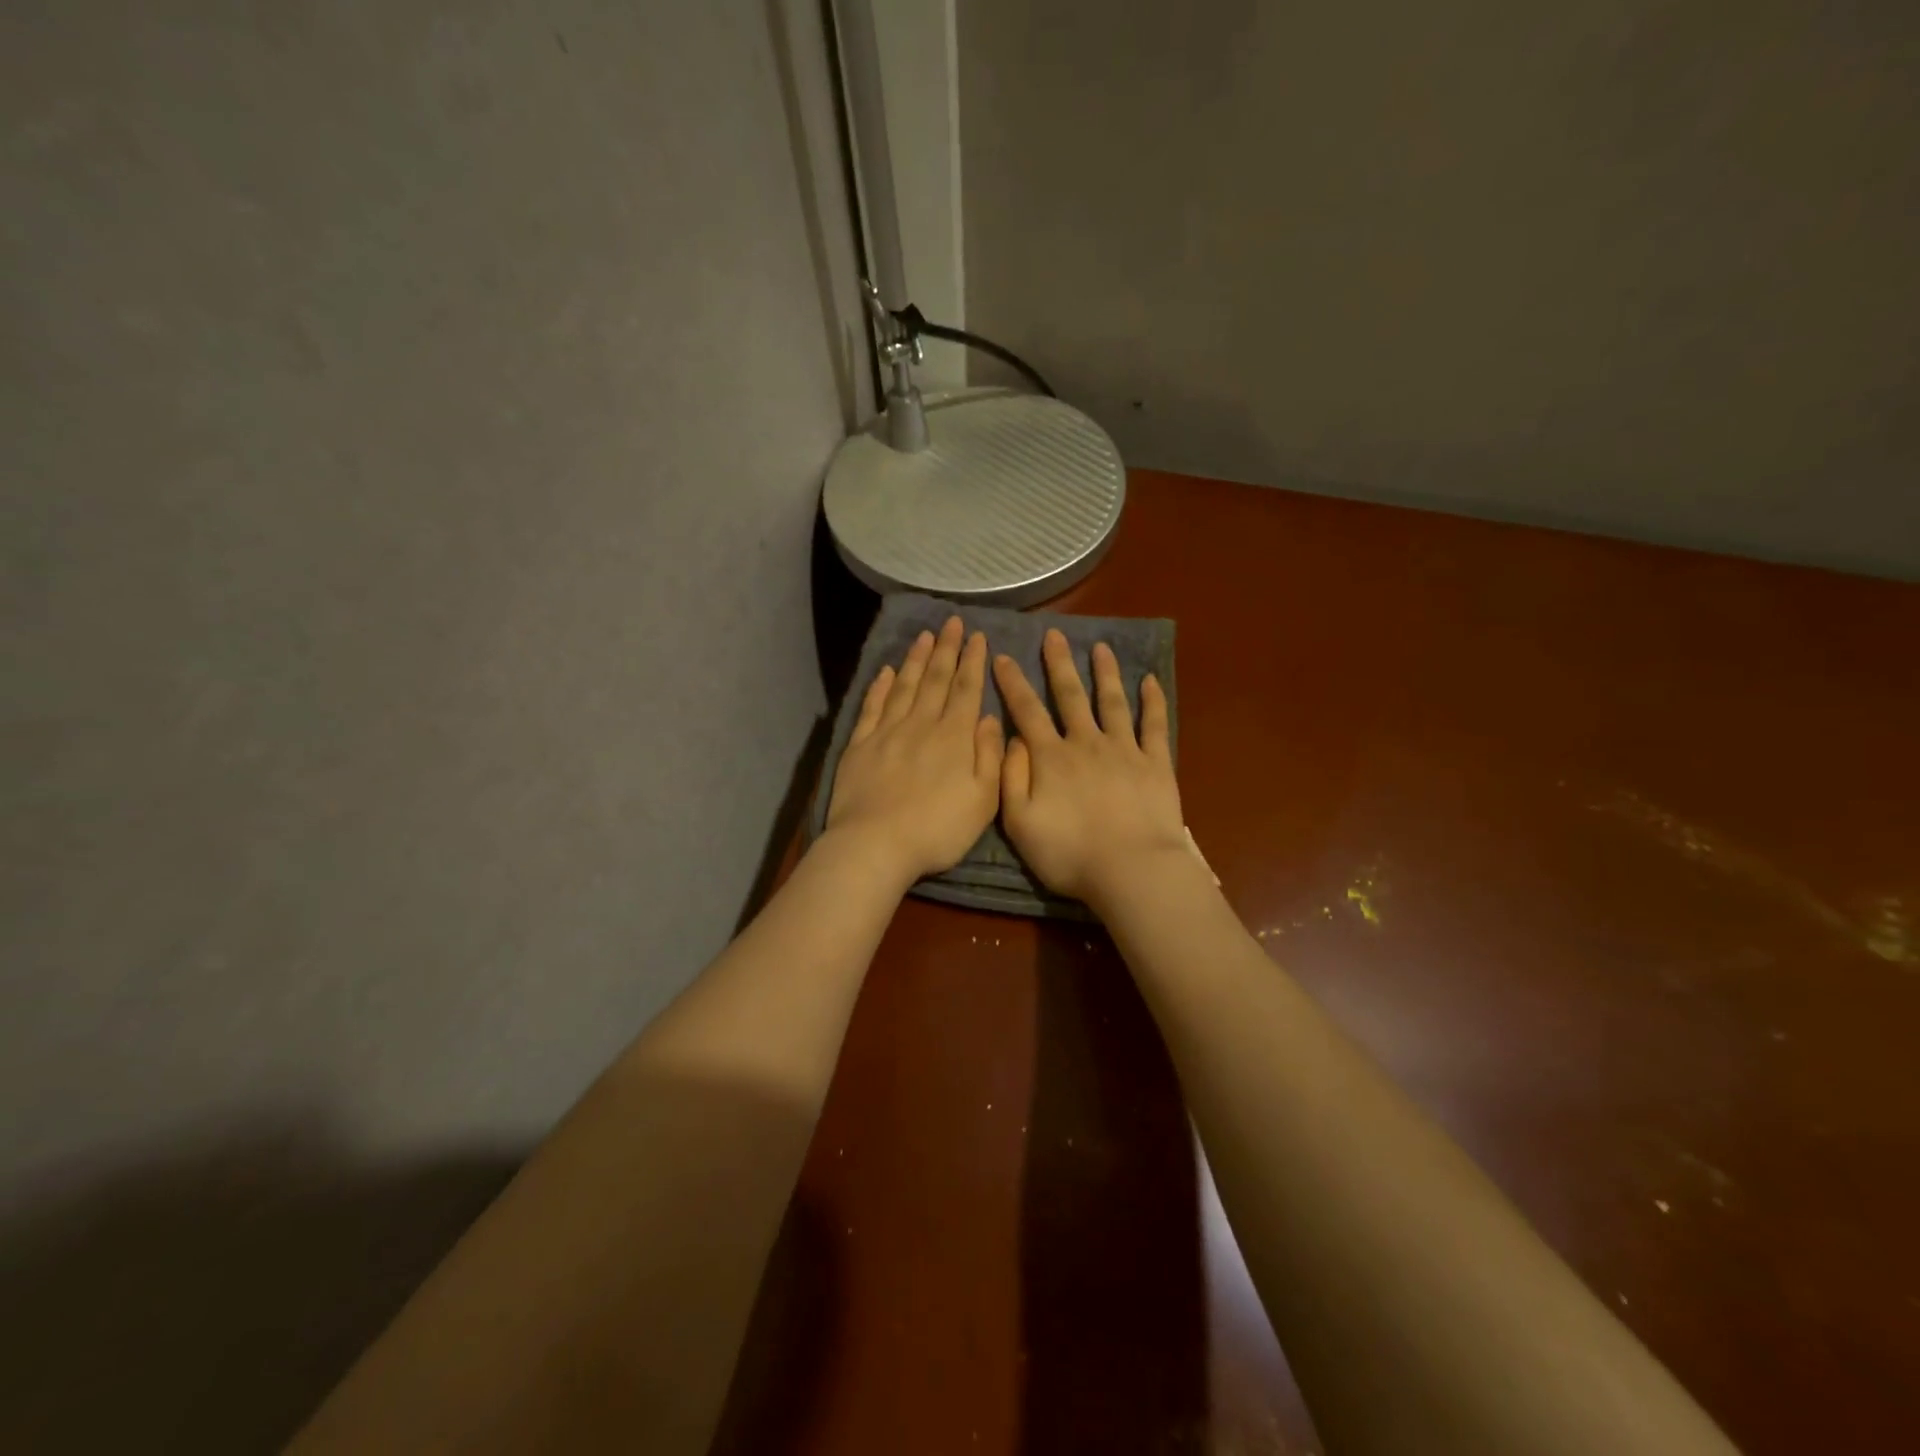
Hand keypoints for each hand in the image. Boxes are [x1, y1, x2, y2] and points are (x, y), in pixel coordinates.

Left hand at [826, 616, 1004, 883]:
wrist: (875, 845)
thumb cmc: (938, 829)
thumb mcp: (983, 800)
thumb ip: (989, 755)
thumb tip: (988, 717)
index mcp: (954, 737)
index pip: (966, 689)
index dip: (973, 661)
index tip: (977, 636)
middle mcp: (921, 724)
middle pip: (936, 679)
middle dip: (947, 649)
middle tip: (952, 622)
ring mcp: (887, 732)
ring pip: (905, 686)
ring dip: (916, 659)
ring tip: (925, 636)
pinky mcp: (859, 745)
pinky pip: (872, 707)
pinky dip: (880, 686)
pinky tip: (886, 671)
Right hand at [991, 631, 1187, 903]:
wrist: (1131, 870)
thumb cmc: (1069, 853)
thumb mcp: (1020, 823)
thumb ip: (1011, 778)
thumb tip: (1012, 740)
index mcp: (1051, 758)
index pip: (1027, 712)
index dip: (1012, 683)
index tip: (1002, 657)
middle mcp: (1086, 743)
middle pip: (1070, 695)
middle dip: (1059, 664)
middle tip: (1054, 635)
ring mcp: (1124, 750)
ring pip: (1112, 701)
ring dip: (1105, 673)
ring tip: (1101, 647)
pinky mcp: (1156, 763)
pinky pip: (1154, 725)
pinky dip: (1152, 701)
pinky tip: (1150, 681)